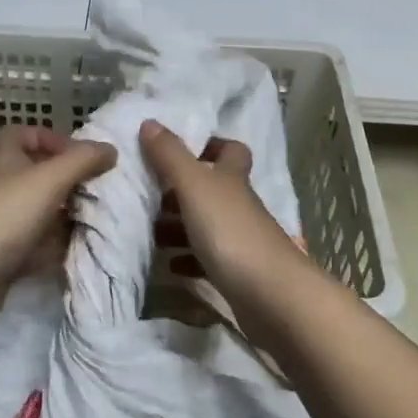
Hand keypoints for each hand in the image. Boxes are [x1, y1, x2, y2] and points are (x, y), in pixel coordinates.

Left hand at [0, 125, 115, 325]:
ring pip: (41, 213)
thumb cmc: (5, 214)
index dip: (51, 138)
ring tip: (98, 221)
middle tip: (98, 191)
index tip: (79, 154)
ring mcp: (2, 224)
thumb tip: (110, 149)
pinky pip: (37, 247)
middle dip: (68, 182)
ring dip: (66, 217)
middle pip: (38, 175)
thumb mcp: (50, 178)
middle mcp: (2, 187)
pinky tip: (80, 251)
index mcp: (5, 159)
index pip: (24, 135)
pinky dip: (57, 248)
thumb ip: (83, 160)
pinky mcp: (5, 258)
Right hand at [139, 120, 305, 294]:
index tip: (179, 151)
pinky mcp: (237, 273)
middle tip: (147, 196)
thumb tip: (149, 121)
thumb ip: (170, 155)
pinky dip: (187, 259)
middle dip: (180, 191)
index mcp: (232, 178)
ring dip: (178, 227)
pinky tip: (169, 265)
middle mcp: (239, 204)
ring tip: (148, 232)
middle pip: (212, 189)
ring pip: (206, 224)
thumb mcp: (194, 186)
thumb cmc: (231, 231)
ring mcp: (241, 240)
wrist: (270, 296)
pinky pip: (207, 260)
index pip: (230, 150)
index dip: (210, 146)